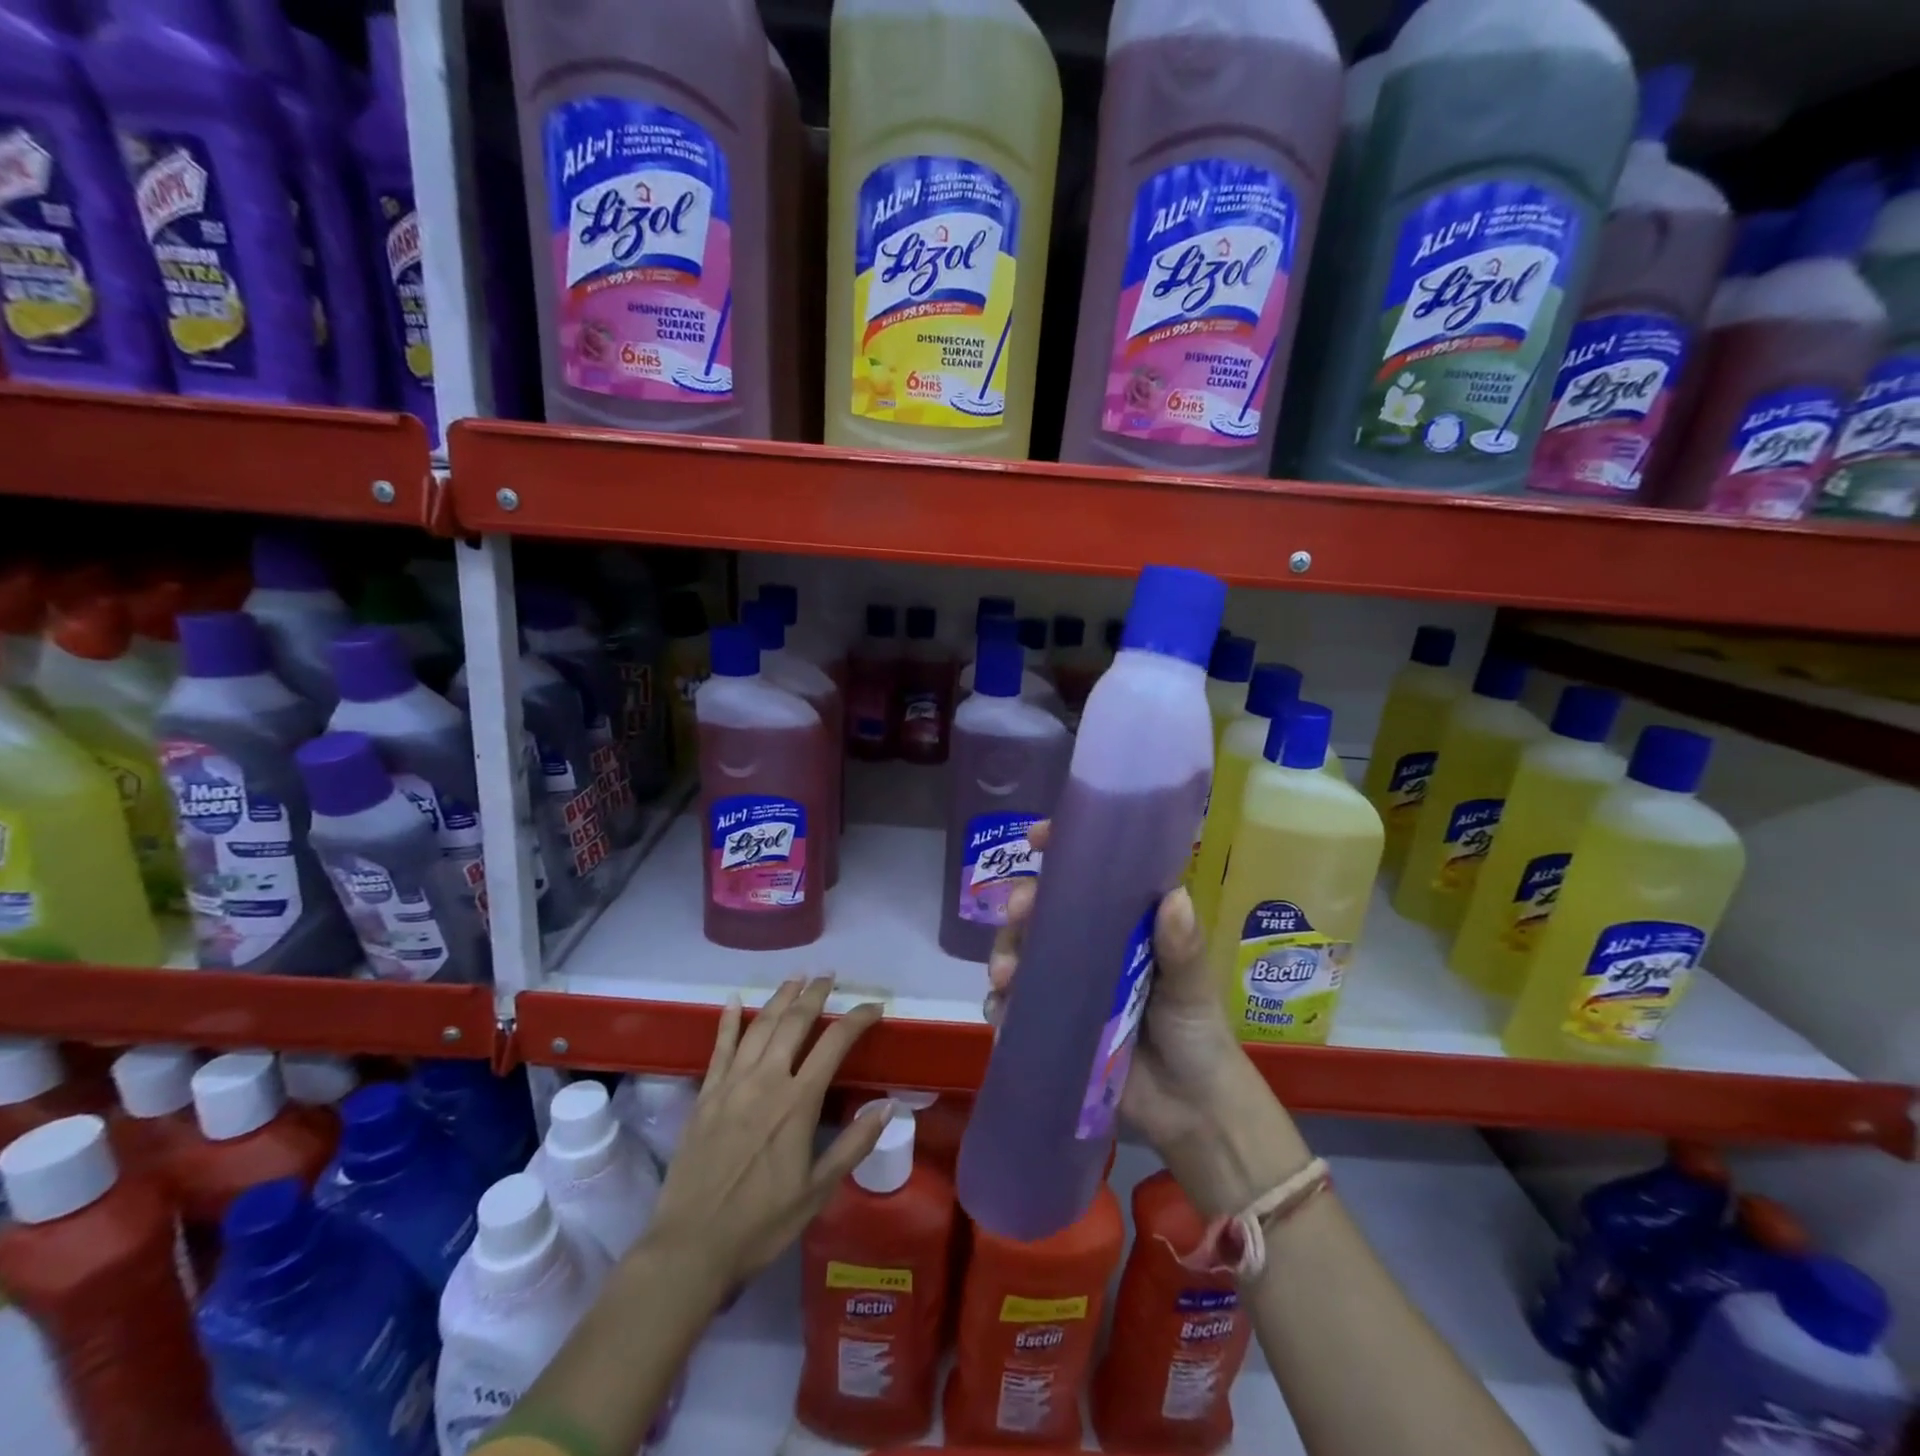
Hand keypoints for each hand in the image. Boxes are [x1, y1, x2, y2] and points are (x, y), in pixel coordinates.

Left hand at [647, 977, 888, 1288]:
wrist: (691, 1248)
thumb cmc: (761, 1224)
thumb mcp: (817, 1192)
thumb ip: (853, 1145)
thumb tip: (888, 1106)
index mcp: (798, 1102)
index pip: (835, 1044)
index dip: (857, 1019)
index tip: (874, 1007)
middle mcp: (766, 1081)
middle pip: (794, 1023)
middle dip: (815, 994)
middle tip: (829, 976)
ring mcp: (731, 1084)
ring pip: (760, 1026)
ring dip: (780, 998)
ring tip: (795, 978)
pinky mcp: (705, 1095)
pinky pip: (719, 1048)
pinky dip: (729, 1021)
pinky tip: (735, 1000)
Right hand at [988, 823, 1306, 1214]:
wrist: (1190, 1113)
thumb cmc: (1198, 1035)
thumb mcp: (1192, 988)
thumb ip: (1181, 947)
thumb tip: (1173, 897)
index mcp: (1123, 925)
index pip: (1089, 876)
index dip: (1061, 850)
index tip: (1037, 837)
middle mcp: (1089, 946)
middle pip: (1043, 911)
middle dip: (1022, 905)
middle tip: (1018, 913)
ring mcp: (1066, 985)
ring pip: (1020, 953)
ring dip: (1004, 954)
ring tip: (1005, 976)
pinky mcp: (1050, 1024)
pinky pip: (1013, 1006)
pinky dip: (1000, 1005)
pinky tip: (1001, 1012)